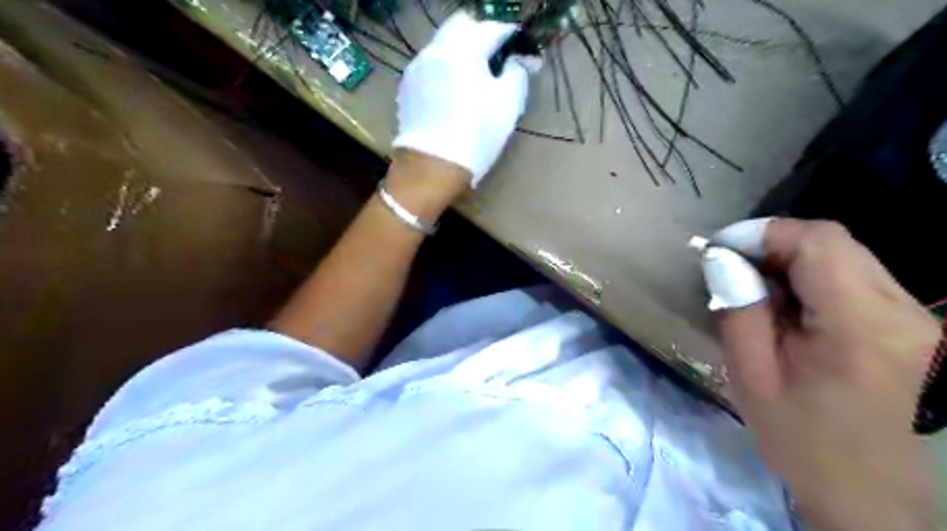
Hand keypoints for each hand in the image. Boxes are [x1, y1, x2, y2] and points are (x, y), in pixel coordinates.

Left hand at [389, 11, 530, 189]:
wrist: (433, 167)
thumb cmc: (476, 134)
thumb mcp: (508, 104)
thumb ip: (517, 72)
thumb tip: (517, 60)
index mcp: (464, 48)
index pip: (493, 28)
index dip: (511, 38)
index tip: (522, 53)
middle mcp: (437, 49)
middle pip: (462, 26)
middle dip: (481, 36)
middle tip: (495, 60)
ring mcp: (418, 67)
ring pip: (443, 44)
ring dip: (461, 52)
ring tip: (473, 78)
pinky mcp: (407, 87)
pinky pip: (430, 65)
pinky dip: (445, 68)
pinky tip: (453, 93)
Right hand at [699, 216, 935, 530]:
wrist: (873, 501)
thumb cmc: (804, 444)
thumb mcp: (753, 378)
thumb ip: (739, 311)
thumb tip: (722, 258)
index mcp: (866, 329)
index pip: (819, 242)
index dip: (764, 232)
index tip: (719, 248)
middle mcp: (909, 315)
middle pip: (838, 243)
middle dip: (775, 245)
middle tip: (730, 268)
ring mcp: (924, 322)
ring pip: (850, 258)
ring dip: (794, 262)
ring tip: (755, 289)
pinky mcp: (921, 330)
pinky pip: (861, 281)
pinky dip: (817, 280)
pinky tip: (791, 309)